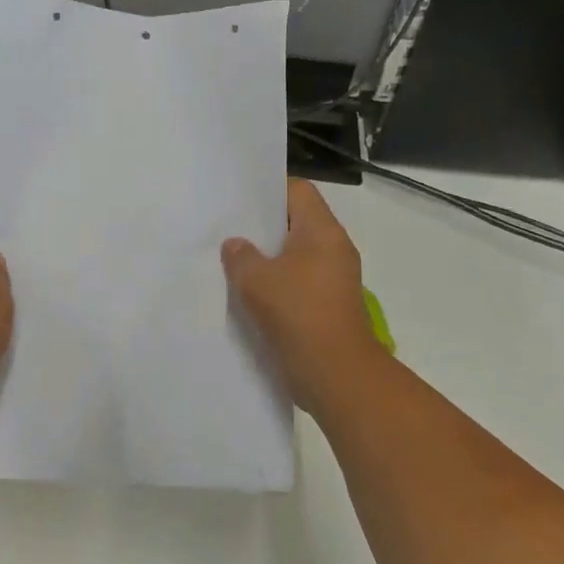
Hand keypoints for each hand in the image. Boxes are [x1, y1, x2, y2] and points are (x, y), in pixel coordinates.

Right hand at [223, 178, 384, 411]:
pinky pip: (298, 282)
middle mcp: (334, 248)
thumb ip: (241, 256)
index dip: (268, 190)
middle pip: (296, 223)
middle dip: (262, 227)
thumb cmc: (298, 314)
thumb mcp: (257, 280)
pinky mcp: (328, 305)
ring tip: (232, 262)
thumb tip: (236, 245)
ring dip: (268, 259)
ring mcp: (334, 278)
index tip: (239, 200)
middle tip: (228, 230)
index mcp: (322, 231)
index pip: (298, 191)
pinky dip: (277, 284)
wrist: (336, 374)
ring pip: (295, 255)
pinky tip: (249, 294)